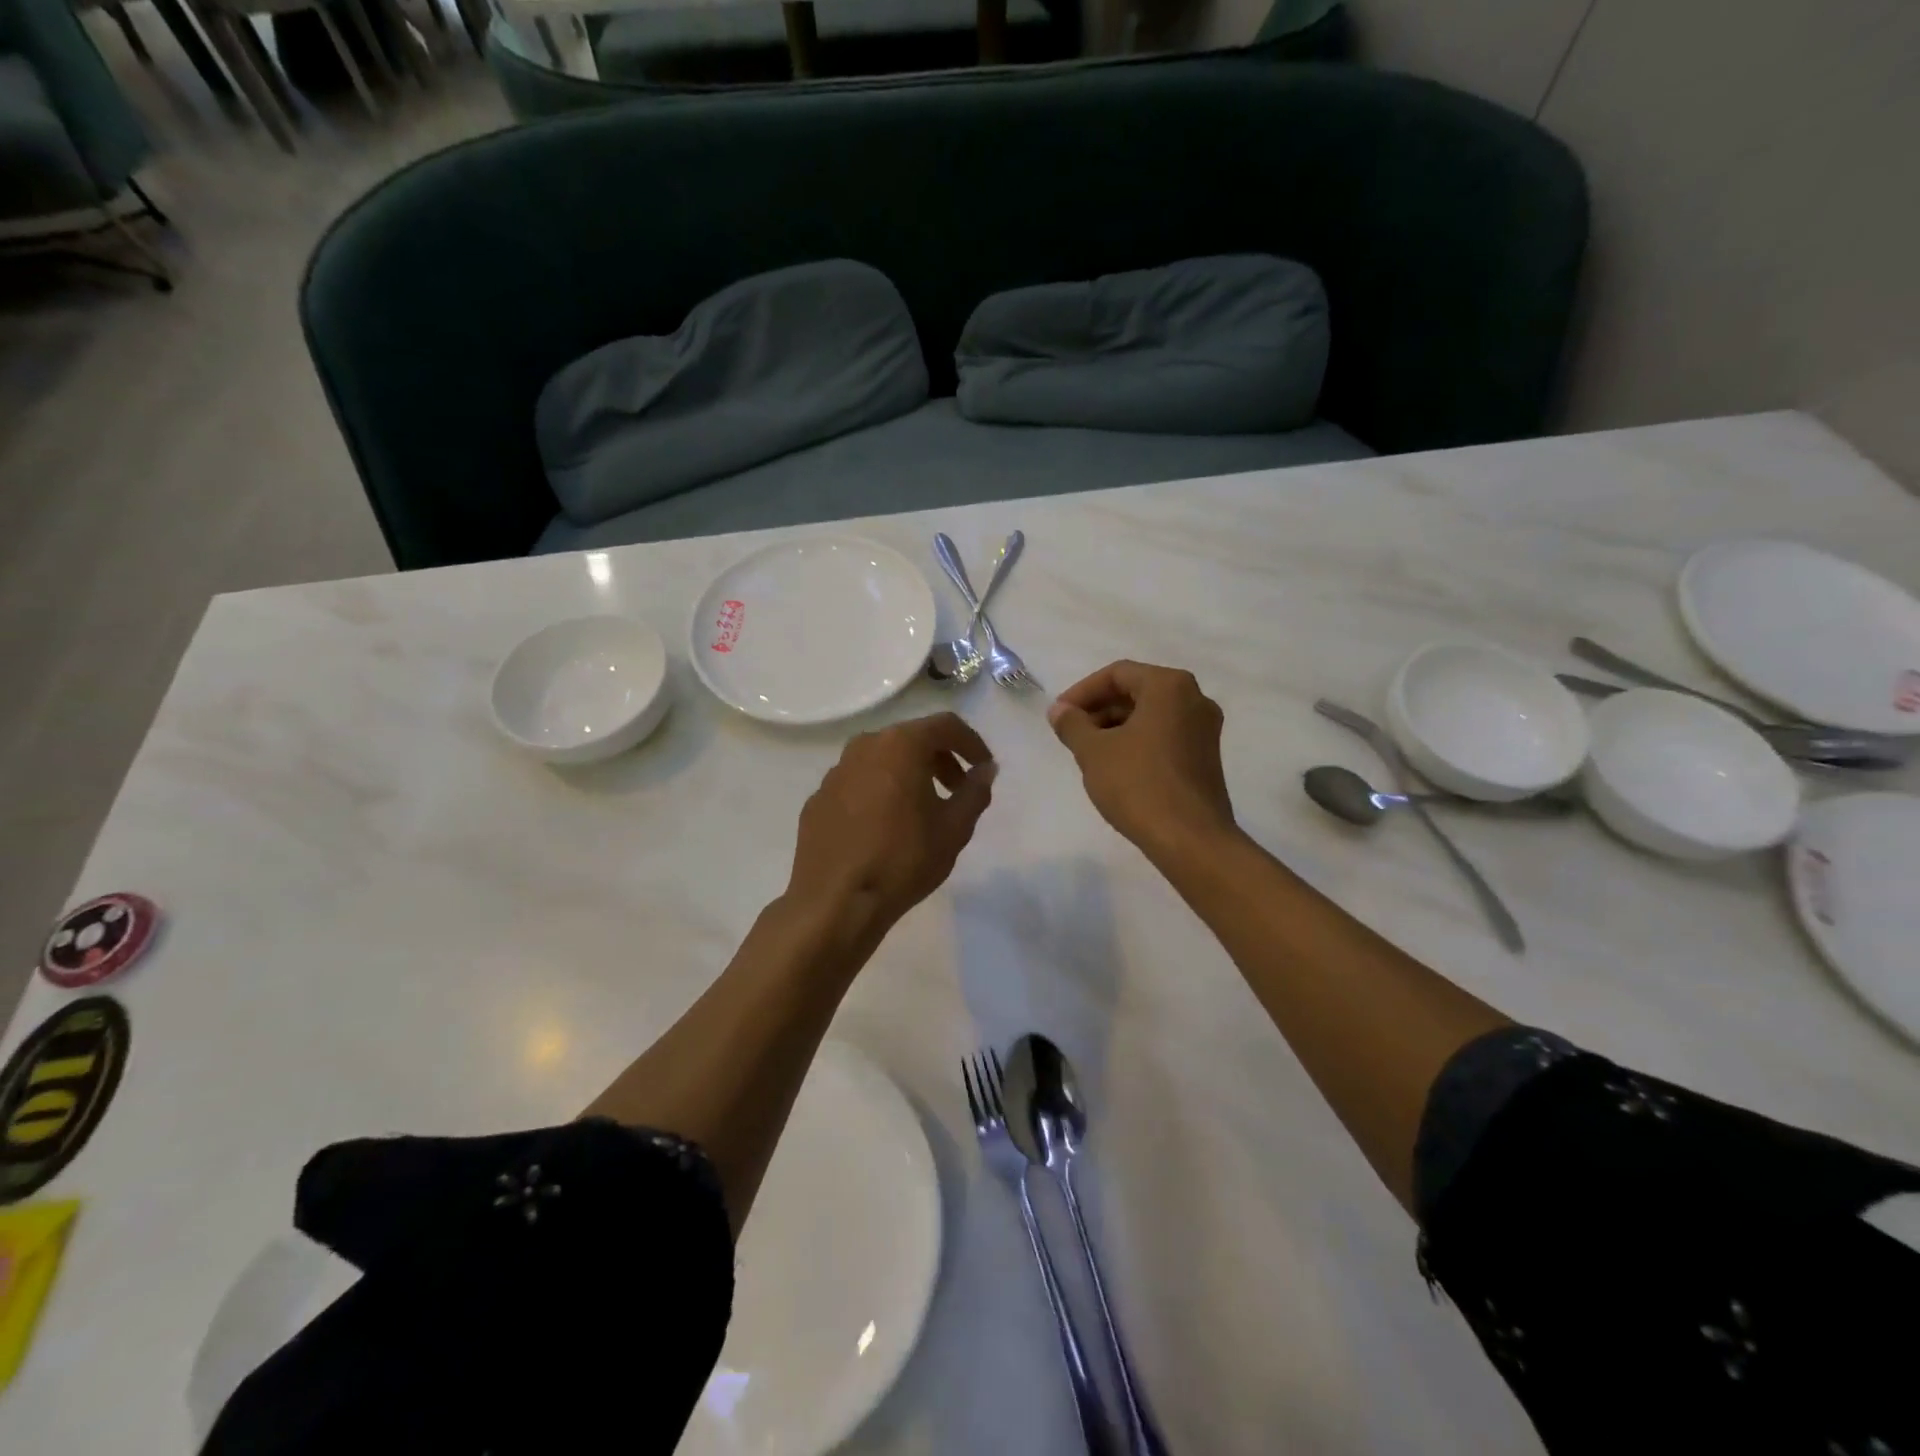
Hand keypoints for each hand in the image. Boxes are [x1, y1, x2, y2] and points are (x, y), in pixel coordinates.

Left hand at [786, 713, 997, 939]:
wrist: (835, 901)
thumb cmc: (903, 859)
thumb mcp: (954, 828)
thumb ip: (975, 792)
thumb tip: (985, 769)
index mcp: (900, 745)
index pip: (945, 725)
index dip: (971, 743)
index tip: (984, 767)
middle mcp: (864, 747)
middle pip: (911, 739)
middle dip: (940, 759)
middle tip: (957, 790)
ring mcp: (835, 772)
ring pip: (881, 760)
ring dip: (908, 774)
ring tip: (922, 810)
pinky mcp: (818, 799)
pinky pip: (858, 784)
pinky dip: (879, 792)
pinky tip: (885, 827)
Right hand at [1047, 660, 1238, 860]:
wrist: (1189, 838)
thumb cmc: (1138, 784)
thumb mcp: (1093, 752)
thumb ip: (1072, 724)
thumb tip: (1059, 711)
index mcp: (1169, 686)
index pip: (1117, 674)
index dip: (1082, 692)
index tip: (1059, 716)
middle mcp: (1194, 699)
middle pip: (1136, 691)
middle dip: (1099, 709)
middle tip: (1071, 733)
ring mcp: (1205, 729)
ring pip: (1151, 715)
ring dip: (1116, 726)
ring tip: (1088, 752)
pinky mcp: (1206, 757)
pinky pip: (1165, 735)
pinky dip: (1137, 741)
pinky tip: (1116, 767)